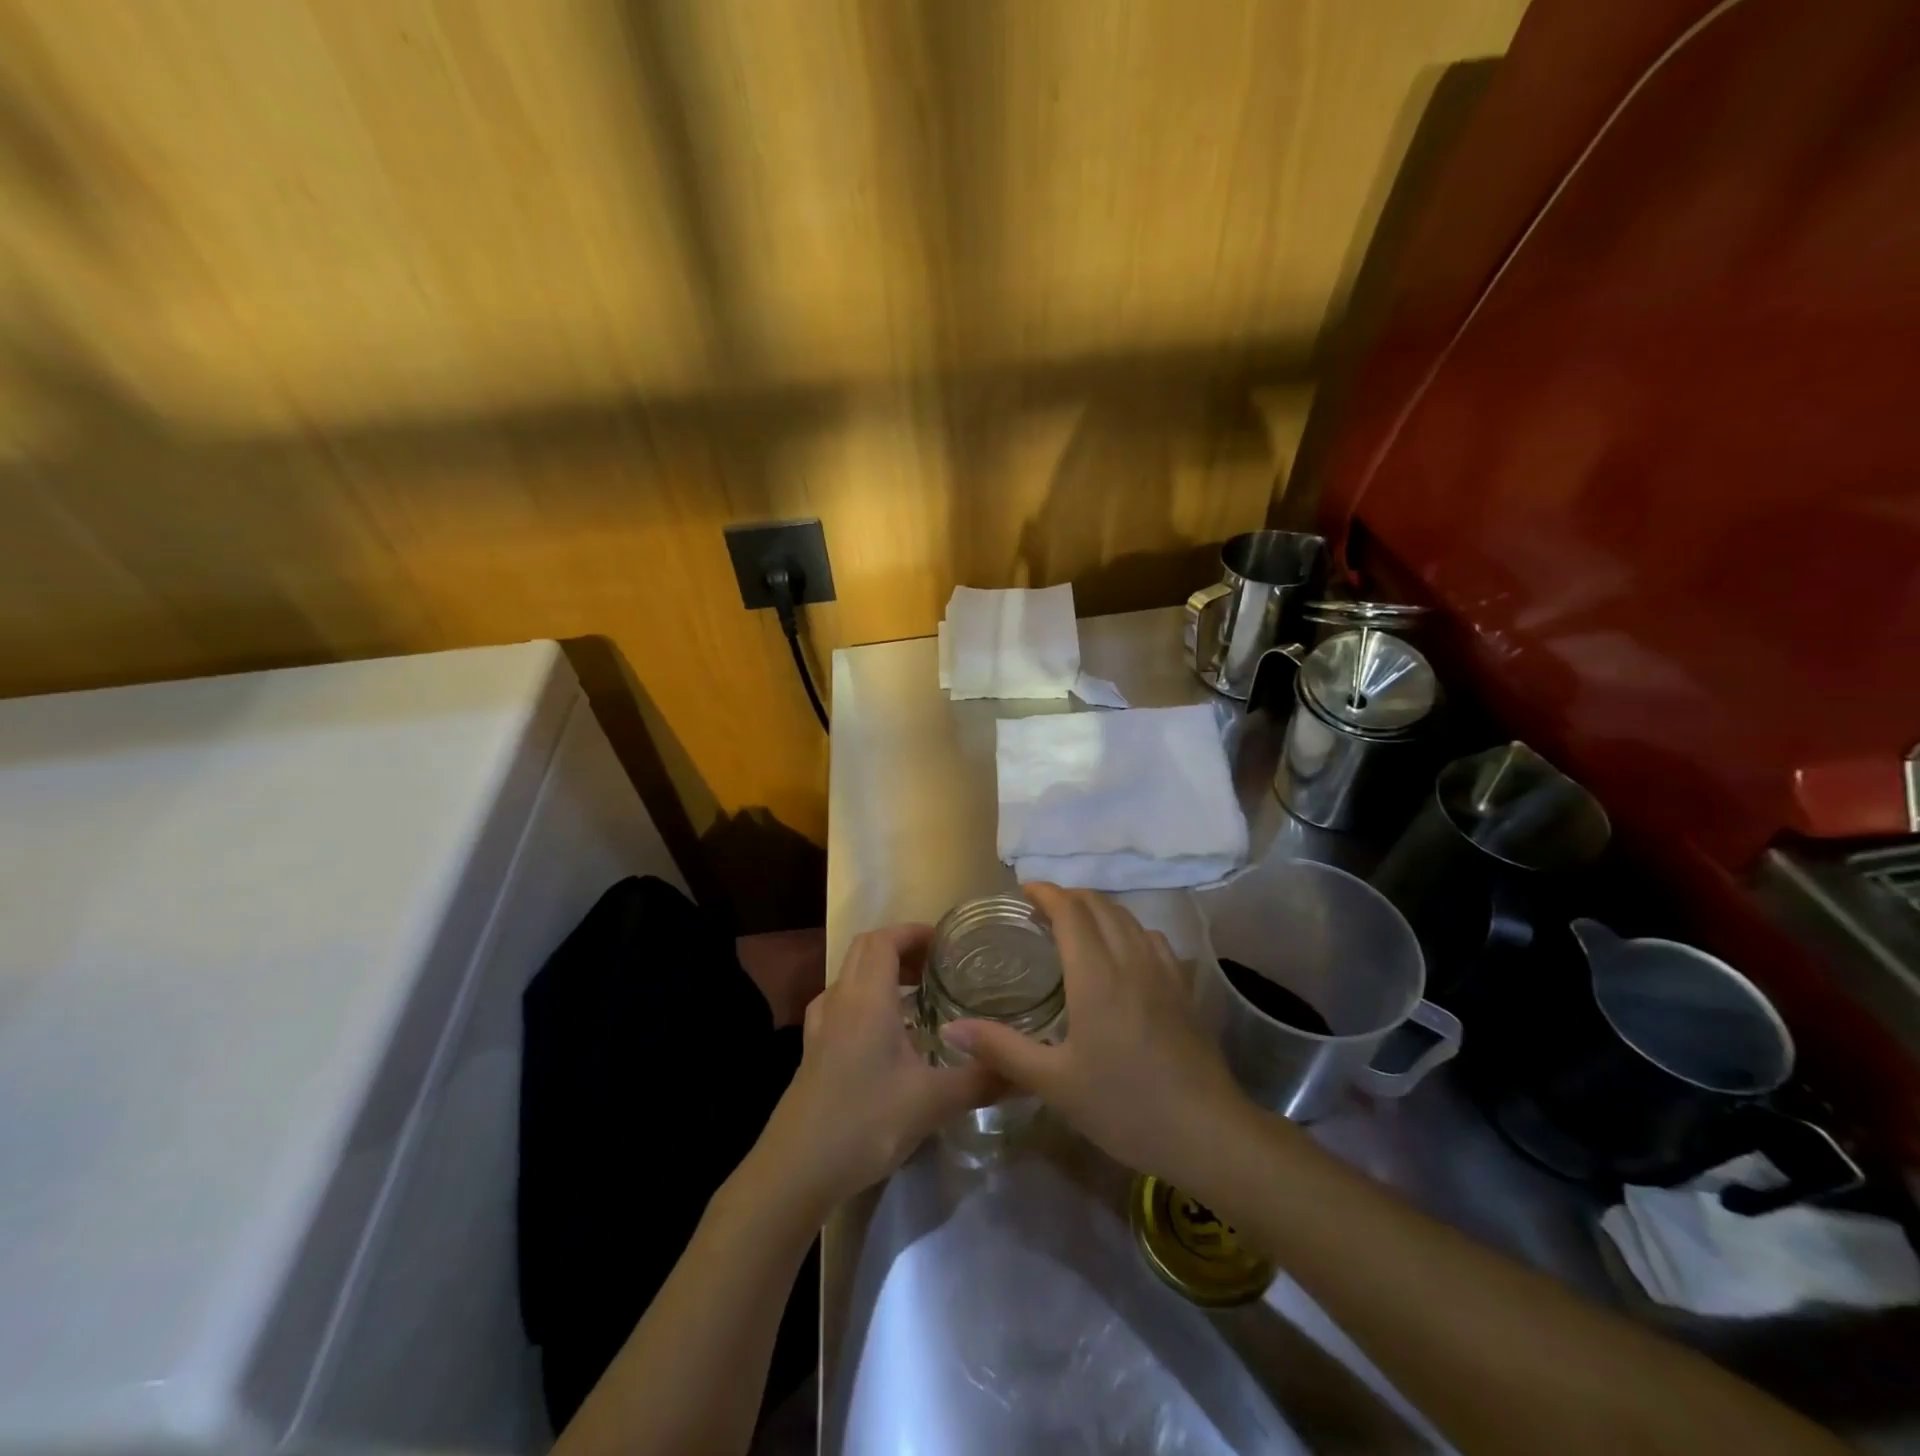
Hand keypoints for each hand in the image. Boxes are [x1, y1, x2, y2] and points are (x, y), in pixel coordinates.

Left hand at [756, 924, 1001, 1215]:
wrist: (796, 1170)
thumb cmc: (865, 1121)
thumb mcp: (931, 1102)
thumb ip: (981, 1081)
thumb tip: (1028, 1073)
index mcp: (867, 997)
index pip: (885, 940)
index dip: (914, 932)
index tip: (946, 943)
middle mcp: (840, 1000)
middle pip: (866, 950)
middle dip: (902, 948)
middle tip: (938, 967)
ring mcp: (821, 1025)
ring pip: (851, 976)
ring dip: (883, 973)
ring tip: (920, 997)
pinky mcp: (813, 1050)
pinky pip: (842, 1003)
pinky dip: (867, 1000)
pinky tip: (887, 1034)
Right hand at [941, 883, 1252, 1187]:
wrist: (1206, 1133)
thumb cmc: (1123, 1106)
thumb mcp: (1054, 1083)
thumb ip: (1002, 1049)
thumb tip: (951, 1028)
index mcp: (1096, 975)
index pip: (1071, 912)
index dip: (1047, 892)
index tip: (1023, 890)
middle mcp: (1130, 960)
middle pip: (1100, 906)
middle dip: (1070, 897)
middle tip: (1041, 909)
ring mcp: (1163, 972)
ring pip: (1129, 919)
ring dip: (1099, 909)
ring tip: (1077, 924)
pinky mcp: (1184, 989)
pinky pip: (1153, 939)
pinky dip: (1129, 929)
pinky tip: (1123, 952)